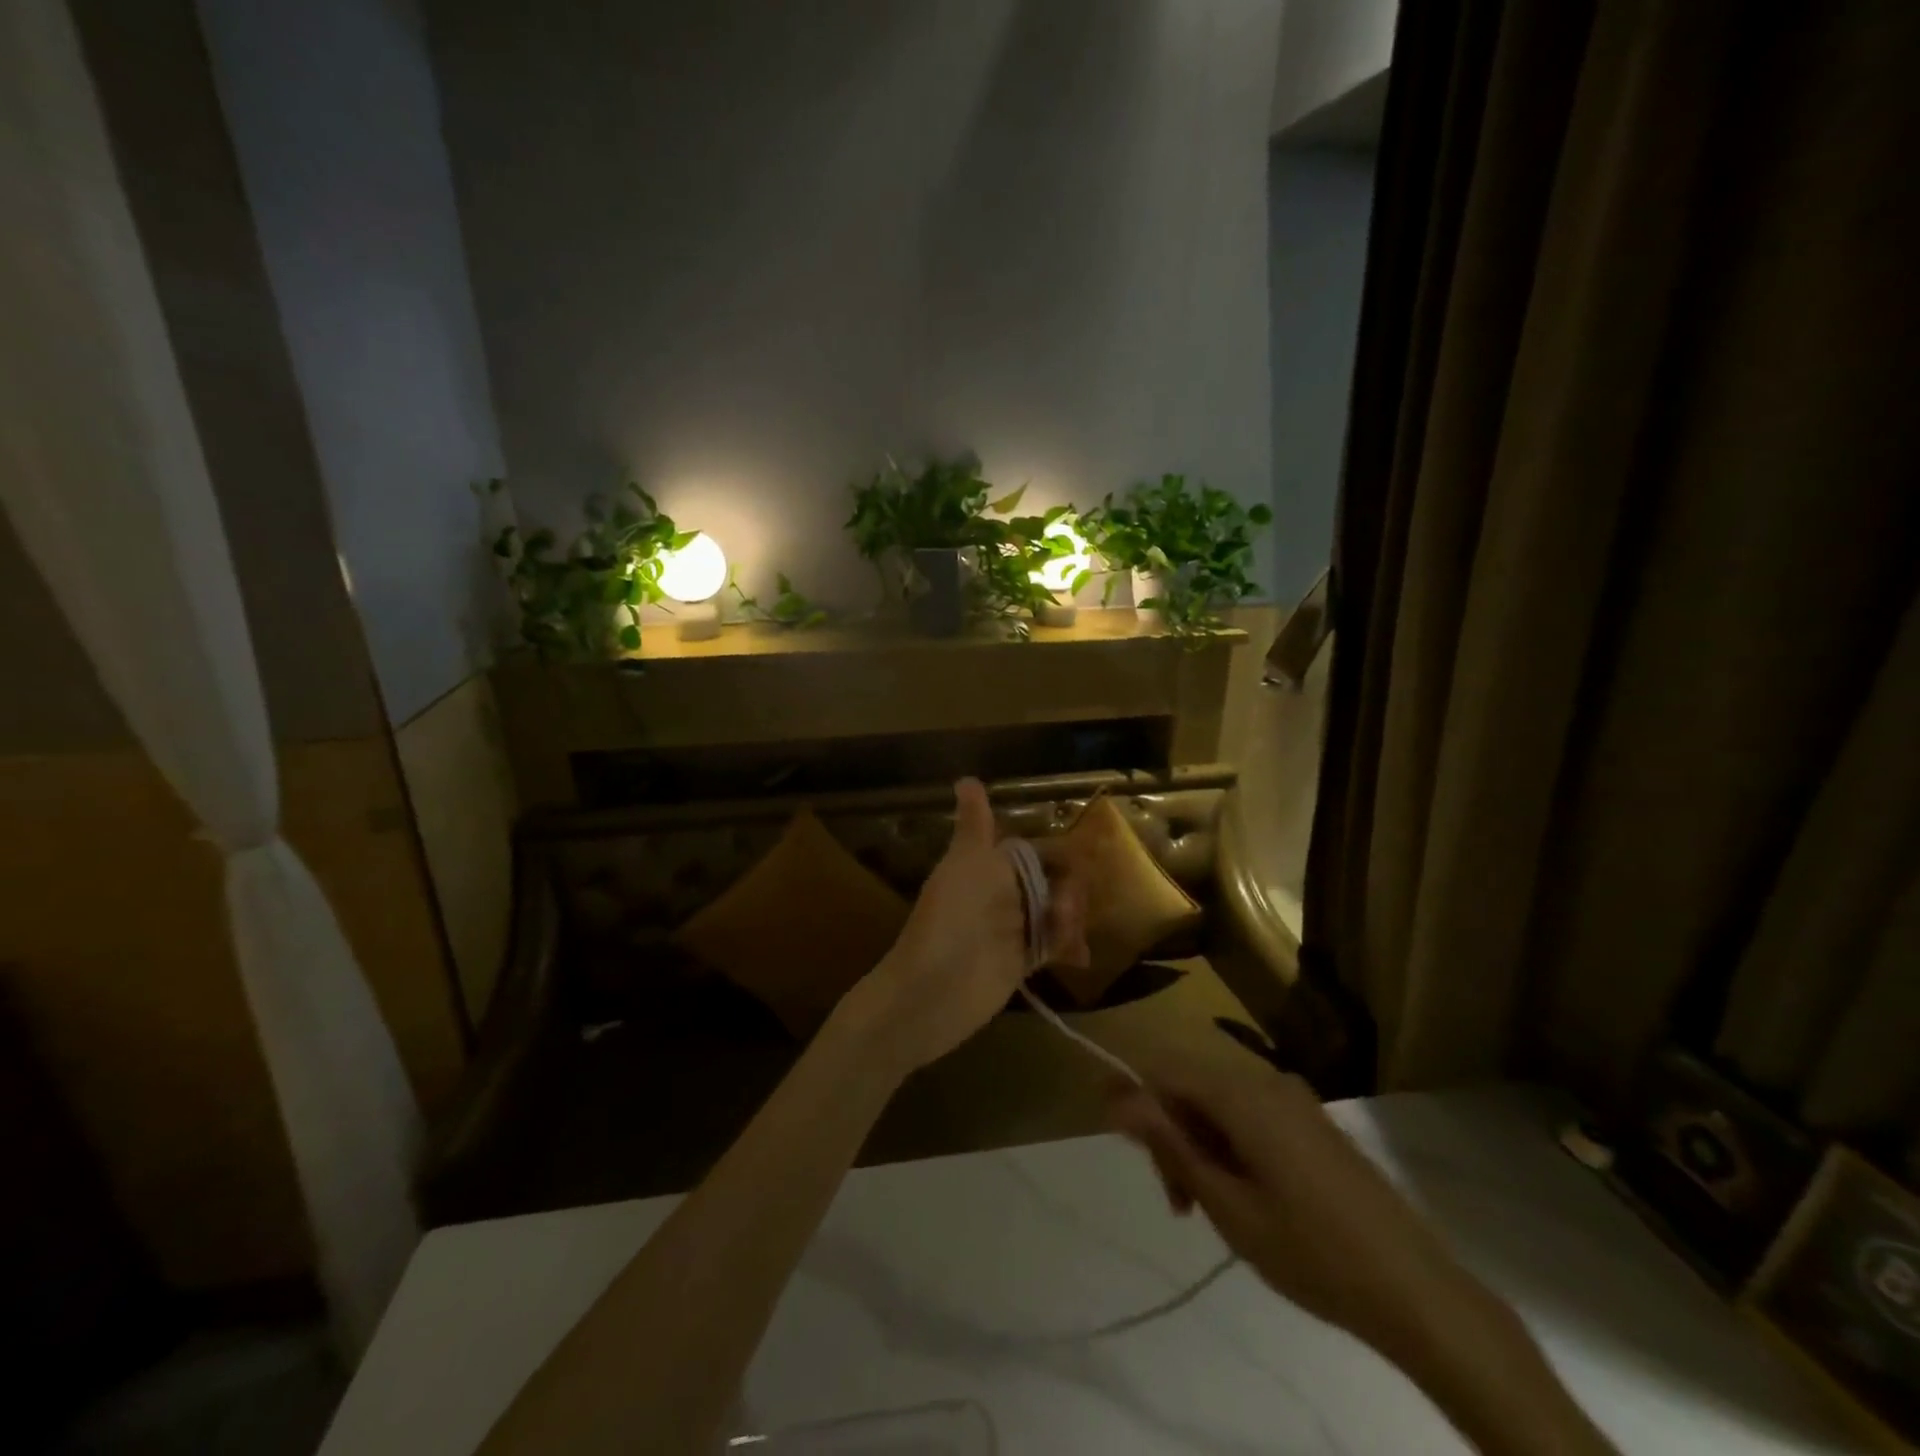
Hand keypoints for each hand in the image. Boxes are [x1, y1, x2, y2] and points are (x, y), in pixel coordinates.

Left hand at [853, 778, 1087, 1072]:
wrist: (932, 989)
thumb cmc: (952, 918)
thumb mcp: (966, 863)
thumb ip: (975, 825)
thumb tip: (967, 778)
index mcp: (990, 865)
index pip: (1037, 850)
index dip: (1061, 855)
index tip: (1086, 862)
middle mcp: (1003, 893)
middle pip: (1052, 882)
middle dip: (1071, 891)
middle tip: (1068, 910)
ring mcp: (1012, 929)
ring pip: (1056, 913)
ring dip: (1071, 919)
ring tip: (1069, 937)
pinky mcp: (1019, 963)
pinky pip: (1052, 946)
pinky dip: (1067, 947)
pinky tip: (1078, 957)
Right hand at [1108, 1044, 1480, 1359]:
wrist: (1417, 1290)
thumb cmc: (1310, 1251)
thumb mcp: (1227, 1204)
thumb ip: (1170, 1142)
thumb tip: (1116, 1096)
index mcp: (1241, 1093)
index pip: (1163, 1071)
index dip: (1136, 1103)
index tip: (1135, 1158)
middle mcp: (1265, 1079)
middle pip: (1191, 1084)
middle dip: (1171, 1132)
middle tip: (1180, 1202)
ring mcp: (1294, 1099)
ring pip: (1220, 1101)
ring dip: (1200, 1143)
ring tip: (1209, 1206)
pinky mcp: (1313, 1121)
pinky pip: (1251, 1113)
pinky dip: (1232, 1144)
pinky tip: (1246, 1195)